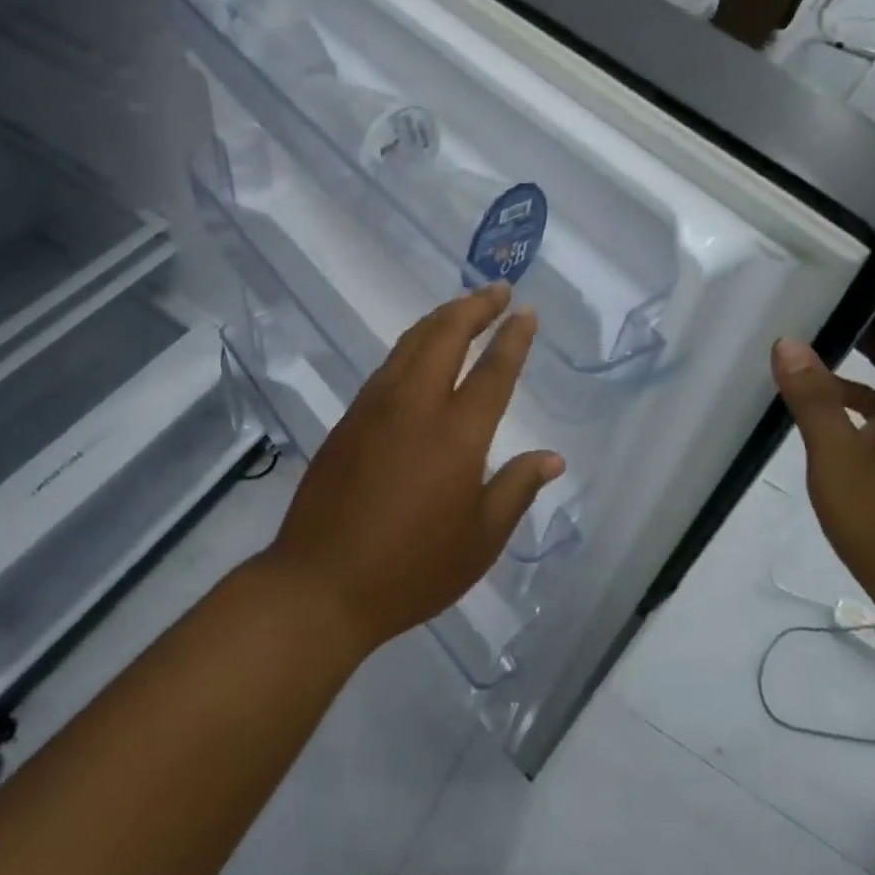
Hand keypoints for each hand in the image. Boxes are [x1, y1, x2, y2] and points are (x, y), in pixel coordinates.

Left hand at [264, 285, 564, 653]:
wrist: (322, 583)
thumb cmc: (412, 569)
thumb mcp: (480, 540)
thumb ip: (517, 489)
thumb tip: (552, 458)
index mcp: (456, 434)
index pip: (492, 370)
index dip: (512, 337)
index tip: (525, 312)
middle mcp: (414, 406)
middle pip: (446, 336)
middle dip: (475, 307)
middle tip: (497, 291)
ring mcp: (375, 407)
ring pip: (411, 342)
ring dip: (441, 318)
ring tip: (464, 307)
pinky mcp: (349, 418)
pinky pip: (388, 365)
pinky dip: (413, 344)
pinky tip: (421, 351)